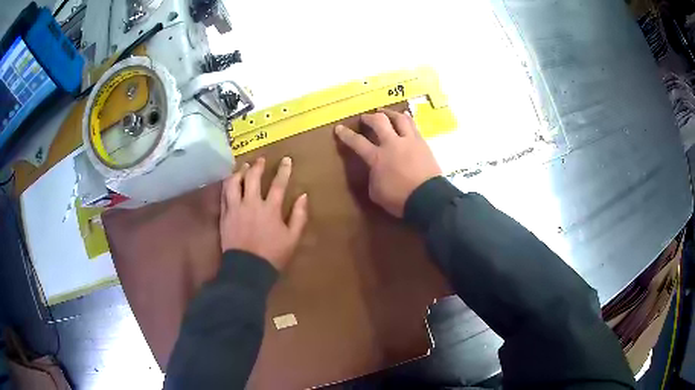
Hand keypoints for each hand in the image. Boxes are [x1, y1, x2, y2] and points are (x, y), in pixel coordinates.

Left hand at [220, 157, 308, 269]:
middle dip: (258, 166)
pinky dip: (227, 185)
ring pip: (234, 183)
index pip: (278, 184)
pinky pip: (224, 195)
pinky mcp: (225, 215)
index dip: (284, 170)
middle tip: (261, 160)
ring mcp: (235, 208)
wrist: (247, 269)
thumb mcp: (292, 238)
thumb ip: (299, 216)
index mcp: (270, 209)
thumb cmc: (272, 255)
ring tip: (244, 167)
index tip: (286, 159)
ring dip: (240, 172)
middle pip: (253, 178)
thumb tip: (304, 196)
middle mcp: (251, 204)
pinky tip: (230, 181)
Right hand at [335, 109, 441, 217]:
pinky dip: (407, 119)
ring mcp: (409, 141)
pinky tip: (405, 118)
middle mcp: (392, 144)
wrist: (428, 198)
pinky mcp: (423, 143)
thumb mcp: (376, 192)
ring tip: (385, 113)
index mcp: (377, 158)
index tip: (339, 128)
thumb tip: (375, 169)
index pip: (357, 142)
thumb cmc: (399, 199)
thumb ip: (373, 176)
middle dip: (369, 118)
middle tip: (365, 118)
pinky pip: (414, 126)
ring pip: (399, 118)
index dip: (346, 134)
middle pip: (379, 122)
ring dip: (390, 113)